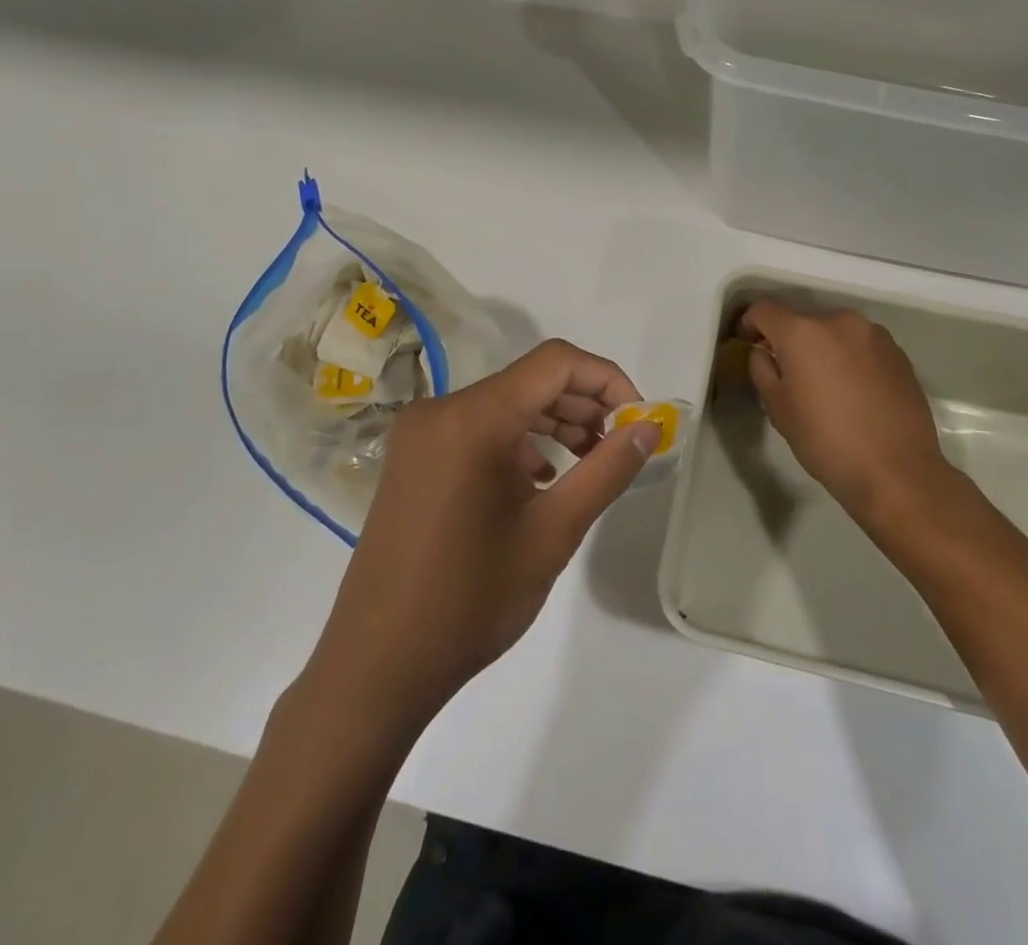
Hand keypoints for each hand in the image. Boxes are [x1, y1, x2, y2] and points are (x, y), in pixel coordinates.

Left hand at [304, 340, 660, 730]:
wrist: (377, 665)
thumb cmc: (471, 600)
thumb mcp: (554, 532)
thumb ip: (607, 470)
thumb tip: (650, 427)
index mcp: (474, 417)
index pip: (555, 362)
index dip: (606, 378)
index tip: (638, 417)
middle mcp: (441, 409)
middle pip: (529, 380)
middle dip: (583, 404)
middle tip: (620, 445)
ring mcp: (421, 433)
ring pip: (505, 403)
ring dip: (553, 423)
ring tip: (589, 462)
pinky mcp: (413, 457)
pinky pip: (477, 428)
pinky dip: (518, 441)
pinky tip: (541, 480)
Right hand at [739, 299, 952, 526]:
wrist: (897, 472)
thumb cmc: (827, 441)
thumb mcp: (778, 409)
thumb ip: (762, 369)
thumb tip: (764, 352)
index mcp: (803, 332)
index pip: (764, 310)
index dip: (749, 323)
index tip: (748, 343)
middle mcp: (839, 321)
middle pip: (803, 320)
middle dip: (790, 341)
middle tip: (789, 374)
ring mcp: (874, 334)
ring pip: (835, 332)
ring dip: (823, 349)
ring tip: (826, 386)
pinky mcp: (899, 353)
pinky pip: (862, 346)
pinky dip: (850, 359)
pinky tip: (855, 393)